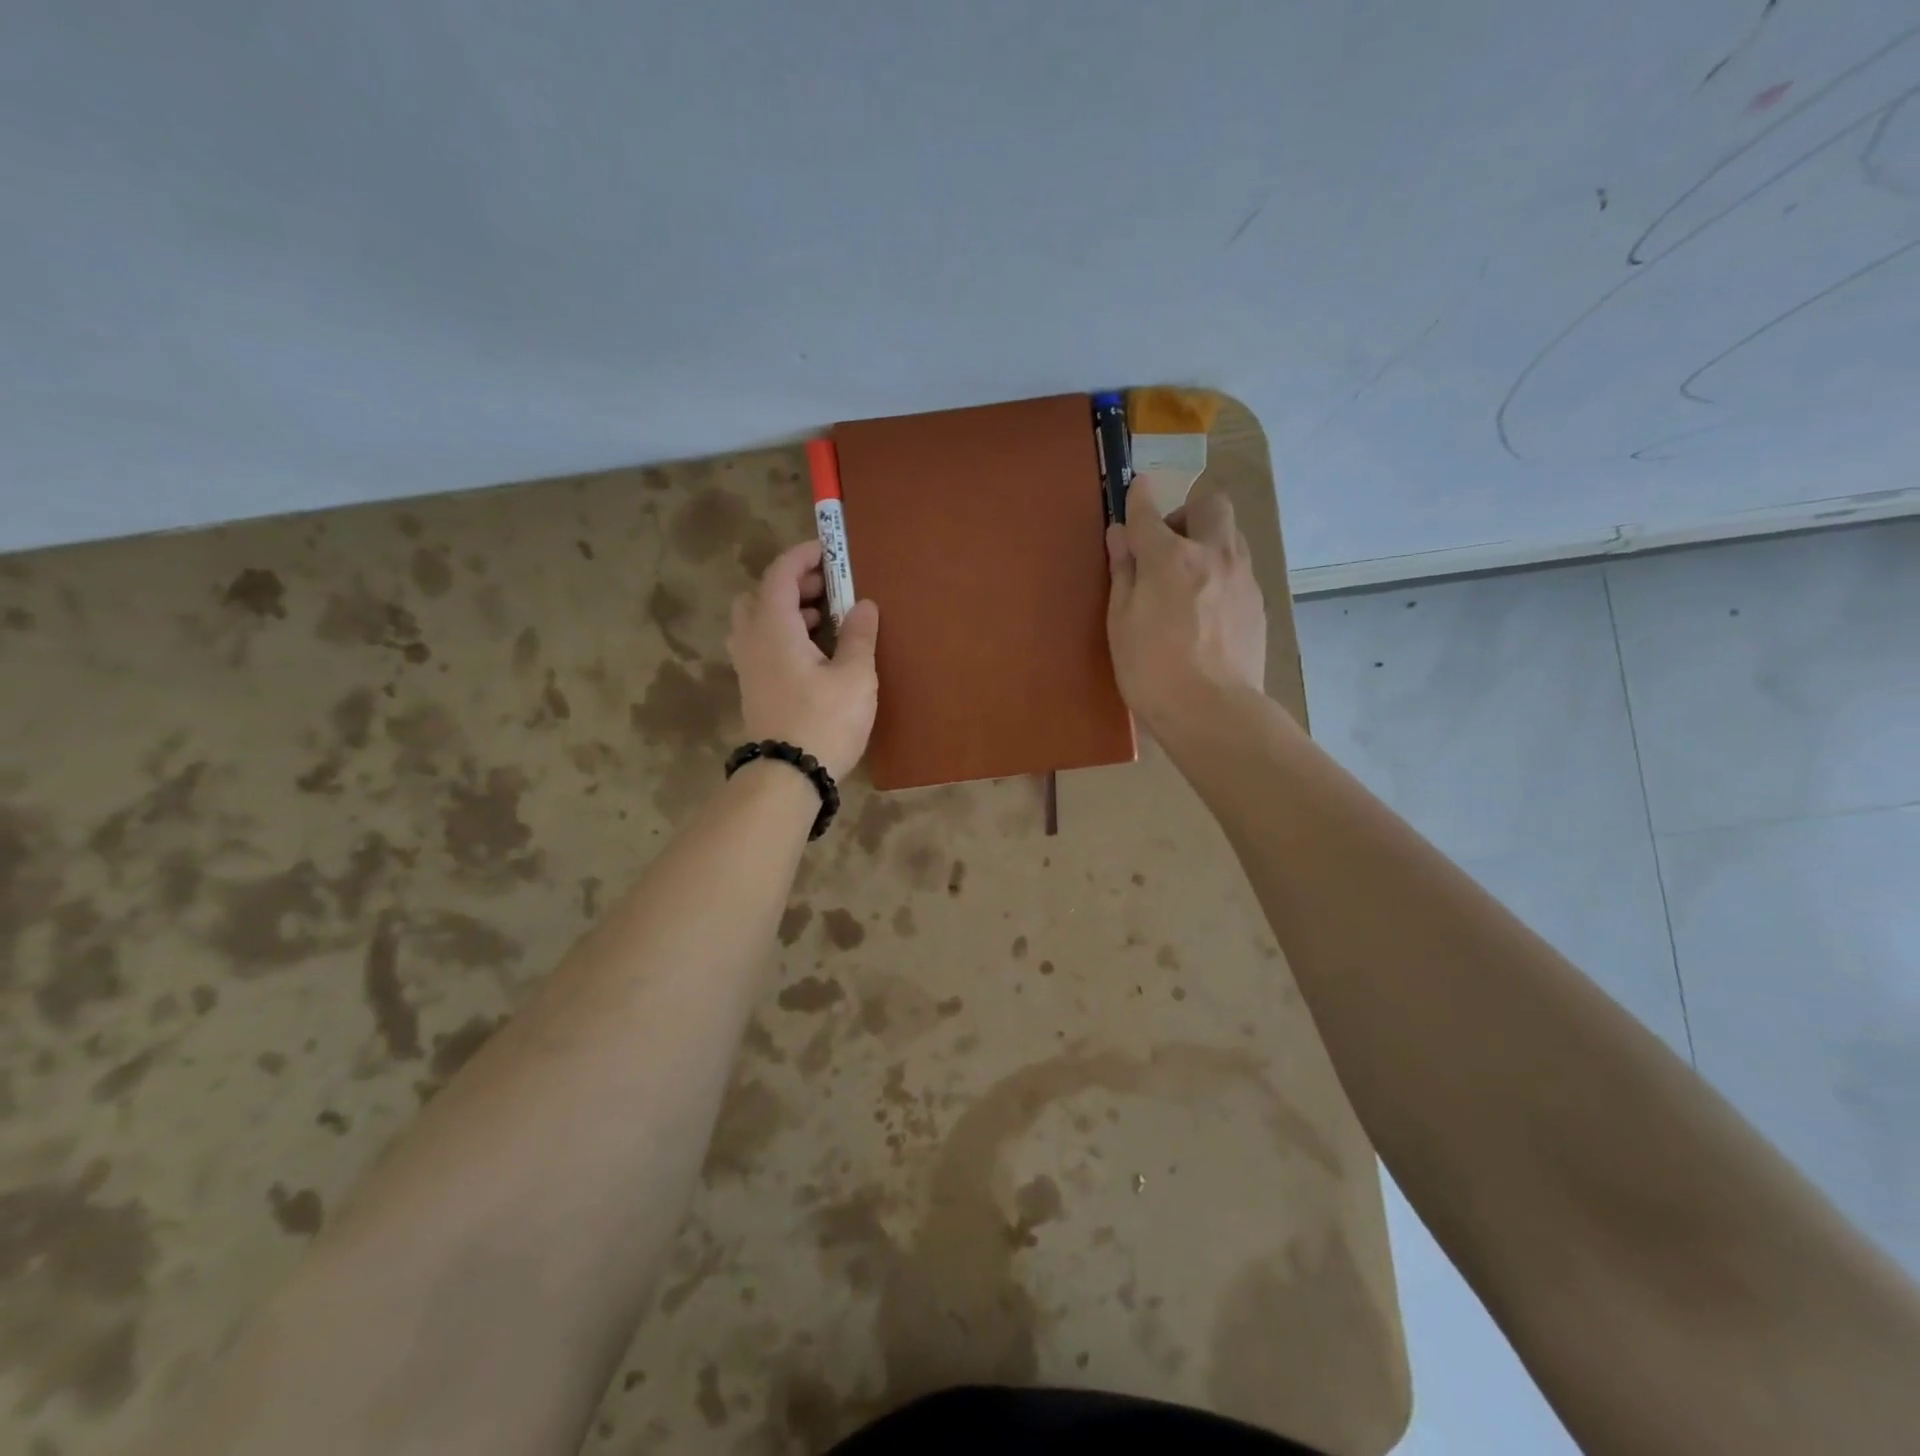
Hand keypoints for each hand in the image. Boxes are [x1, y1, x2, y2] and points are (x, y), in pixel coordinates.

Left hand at [728, 540, 879, 781]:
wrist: (788, 776)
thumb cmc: (824, 721)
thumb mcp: (854, 677)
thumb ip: (859, 636)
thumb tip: (864, 605)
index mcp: (773, 628)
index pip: (779, 574)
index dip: (802, 556)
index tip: (829, 552)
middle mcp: (752, 641)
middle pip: (759, 595)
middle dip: (792, 584)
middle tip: (827, 590)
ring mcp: (748, 667)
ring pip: (757, 621)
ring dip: (786, 610)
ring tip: (824, 620)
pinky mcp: (753, 688)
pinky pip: (761, 644)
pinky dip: (782, 634)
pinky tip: (813, 653)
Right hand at [1106, 491, 1266, 738]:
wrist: (1213, 711)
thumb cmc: (1152, 670)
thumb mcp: (1121, 622)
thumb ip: (1123, 572)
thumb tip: (1120, 535)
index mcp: (1171, 557)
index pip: (1150, 512)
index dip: (1138, 498)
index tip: (1135, 489)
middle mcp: (1213, 555)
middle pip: (1210, 504)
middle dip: (1187, 512)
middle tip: (1167, 545)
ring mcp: (1243, 577)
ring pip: (1231, 535)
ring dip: (1208, 541)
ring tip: (1187, 579)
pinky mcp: (1258, 603)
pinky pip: (1239, 569)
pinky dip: (1220, 573)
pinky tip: (1206, 609)